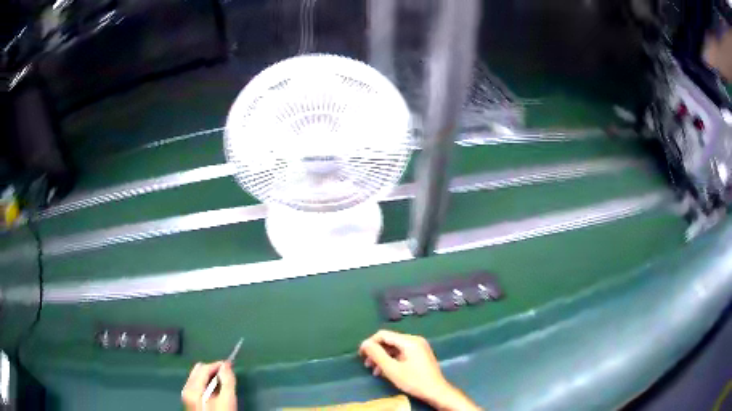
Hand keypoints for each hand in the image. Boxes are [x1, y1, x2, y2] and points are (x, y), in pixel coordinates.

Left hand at [182, 361, 236, 410]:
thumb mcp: (227, 401)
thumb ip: (227, 381)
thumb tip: (226, 365)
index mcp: (193, 388)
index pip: (203, 368)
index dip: (217, 365)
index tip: (231, 366)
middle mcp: (186, 389)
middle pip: (198, 371)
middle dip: (213, 371)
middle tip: (227, 376)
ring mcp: (187, 396)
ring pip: (197, 377)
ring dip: (210, 377)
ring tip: (223, 385)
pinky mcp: (190, 401)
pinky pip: (197, 386)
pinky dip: (206, 384)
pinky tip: (216, 392)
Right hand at [359, 330, 479, 410]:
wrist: (436, 391)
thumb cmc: (413, 380)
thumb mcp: (391, 369)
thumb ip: (377, 355)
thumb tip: (364, 343)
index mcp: (409, 341)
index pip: (383, 334)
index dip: (370, 343)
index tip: (361, 355)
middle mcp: (414, 340)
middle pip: (389, 340)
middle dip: (376, 352)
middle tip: (366, 364)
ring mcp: (419, 347)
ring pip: (394, 348)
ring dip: (383, 357)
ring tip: (374, 370)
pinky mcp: (420, 354)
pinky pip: (402, 352)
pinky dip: (392, 359)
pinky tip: (385, 371)